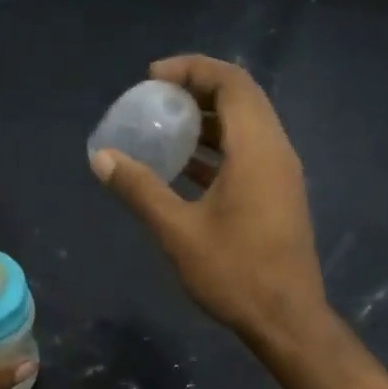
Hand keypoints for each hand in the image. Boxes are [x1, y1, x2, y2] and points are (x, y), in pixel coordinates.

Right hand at [91, 54, 327, 346]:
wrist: (285, 319)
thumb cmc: (233, 272)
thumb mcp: (177, 231)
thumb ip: (139, 189)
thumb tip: (101, 157)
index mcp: (257, 149)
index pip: (231, 83)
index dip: (191, 69)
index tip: (152, 78)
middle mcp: (276, 151)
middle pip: (241, 98)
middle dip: (197, 90)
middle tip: (155, 99)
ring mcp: (281, 175)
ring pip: (246, 127)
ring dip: (207, 121)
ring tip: (164, 128)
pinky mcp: (278, 196)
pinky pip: (248, 153)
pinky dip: (216, 149)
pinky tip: (184, 169)